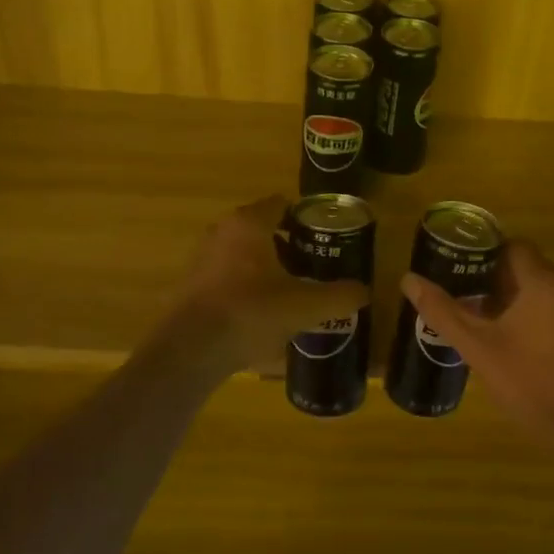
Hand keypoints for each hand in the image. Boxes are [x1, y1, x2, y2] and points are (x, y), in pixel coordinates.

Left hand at [169, 195, 367, 372]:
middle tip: (314, 267)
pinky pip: (228, 275)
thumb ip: (339, 296)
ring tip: (292, 292)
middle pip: (264, 229)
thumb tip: (362, 292)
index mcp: (249, 223)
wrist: (191, 350)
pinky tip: (263, 313)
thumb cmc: (251, 312)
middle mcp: (223, 230)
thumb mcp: (306, 306)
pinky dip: (247, 286)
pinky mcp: (192, 284)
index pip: (282, 204)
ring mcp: (203, 257)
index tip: (326, 240)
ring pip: (245, 253)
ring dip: (267, 268)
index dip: (307, 219)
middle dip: (289, 246)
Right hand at [400, 239, 553, 450]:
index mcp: (543, 281)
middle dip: (494, 278)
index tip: (459, 271)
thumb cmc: (526, 383)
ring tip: (484, 319)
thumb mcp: (477, 347)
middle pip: (526, 265)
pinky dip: (534, 310)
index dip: (483, 255)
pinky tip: (513, 338)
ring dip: (514, 295)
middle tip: (465, 298)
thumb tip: (408, 280)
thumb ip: (442, 310)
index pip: (511, 246)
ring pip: (541, 285)